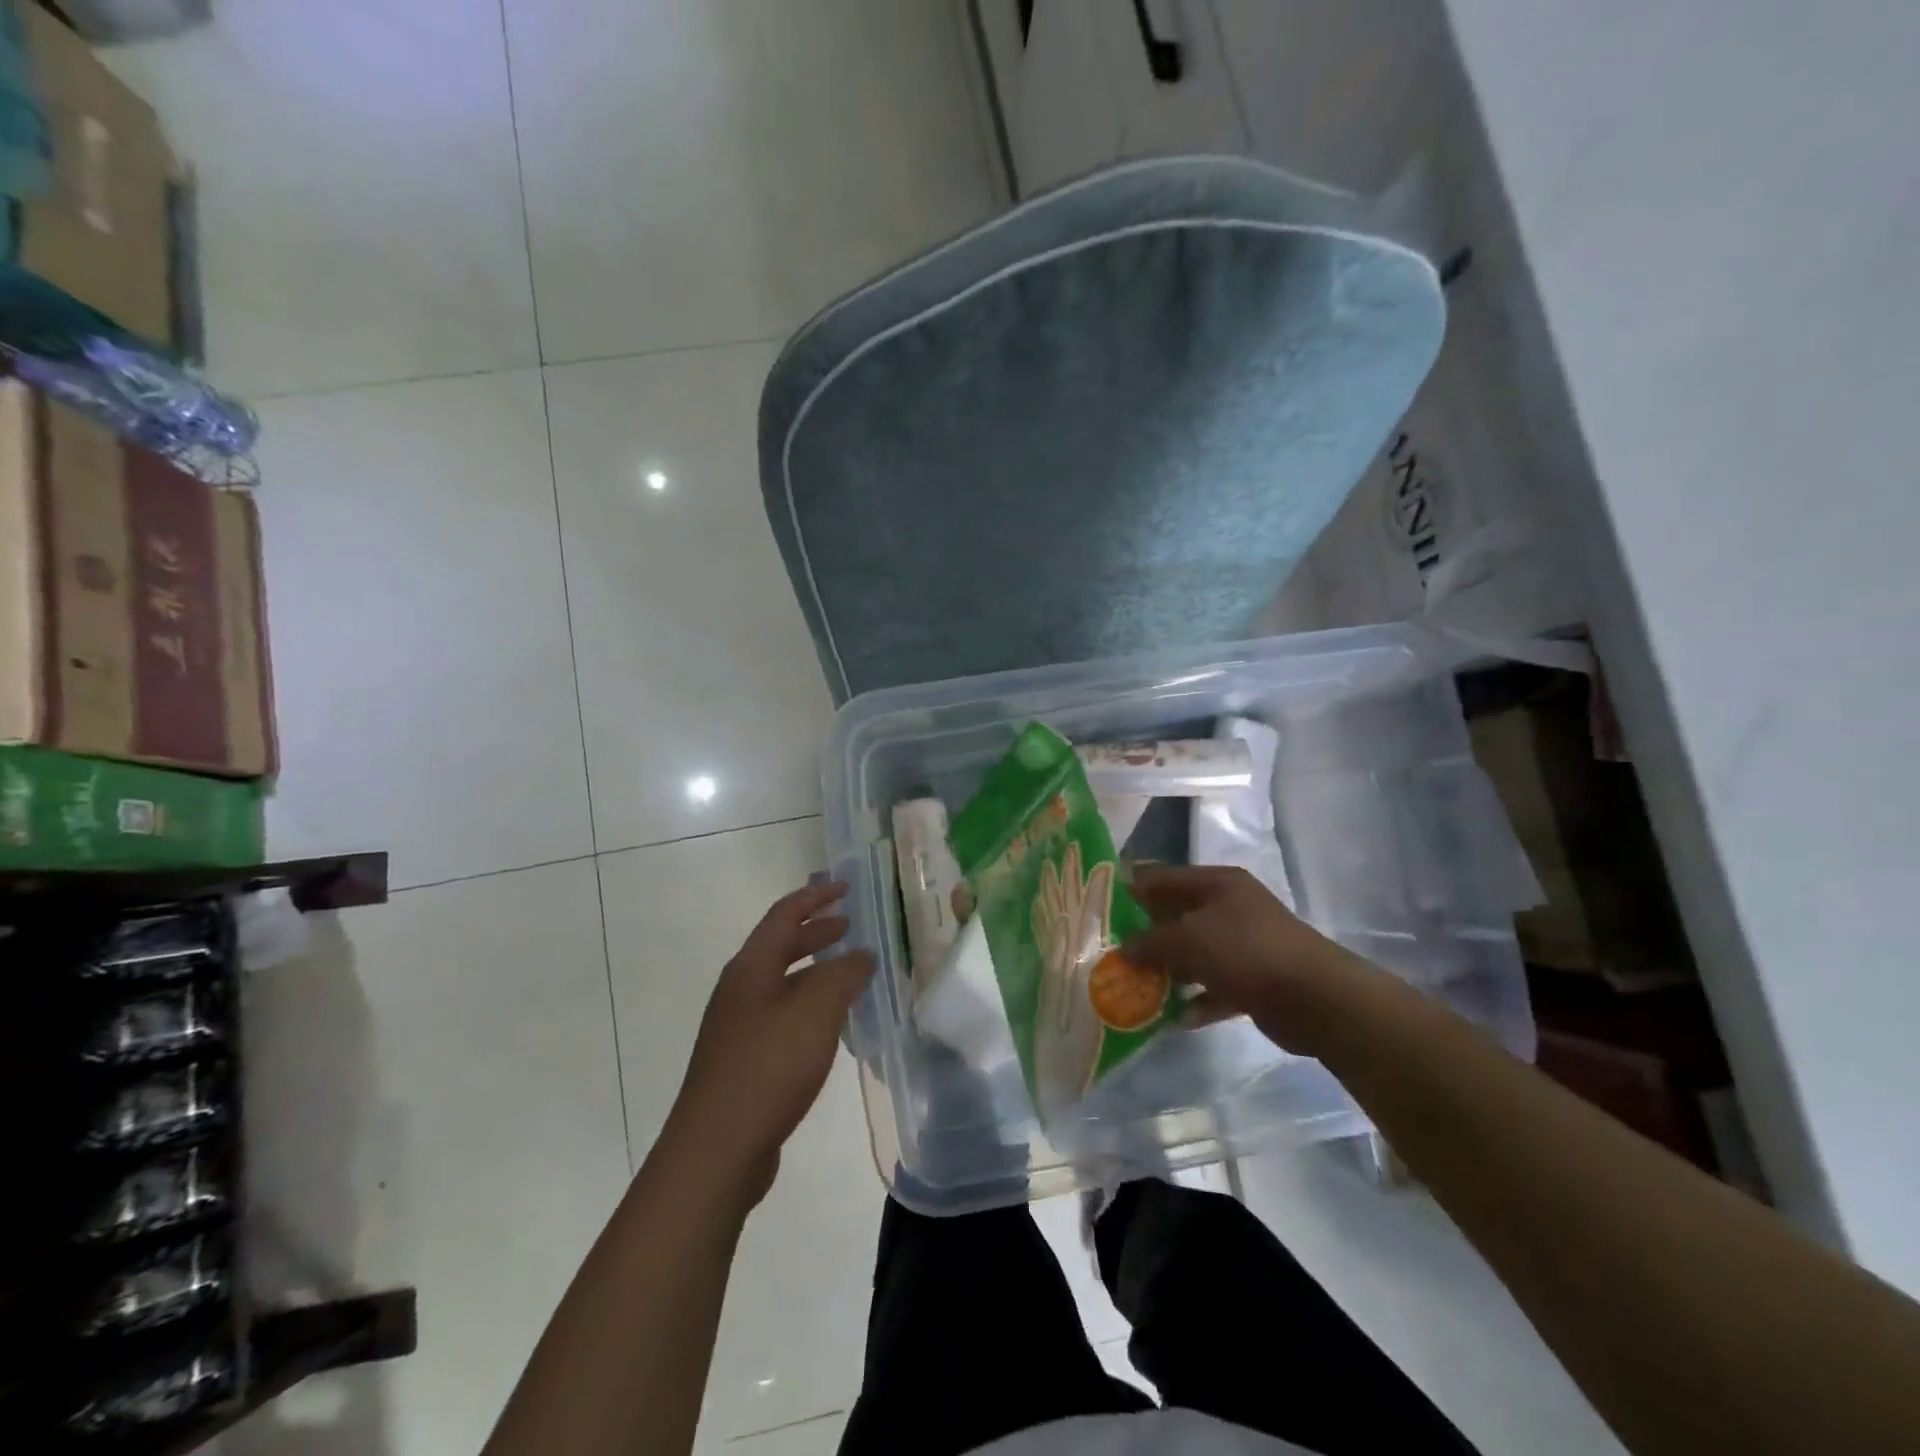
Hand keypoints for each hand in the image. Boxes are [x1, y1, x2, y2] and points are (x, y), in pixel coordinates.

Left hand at [666, 880, 874, 1207]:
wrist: (716, 1150)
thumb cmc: (768, 1068)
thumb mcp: (815, 1012)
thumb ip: (843, 975)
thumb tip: (862, 955)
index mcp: (750, 968)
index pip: (784, 915)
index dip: (816, 897)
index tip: (846, 887)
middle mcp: (740, 989)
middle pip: (781, 946)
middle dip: (817, 932)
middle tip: (852, 925)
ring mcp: (738, 1026)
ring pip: (783, 982)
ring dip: (816, 970)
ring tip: (850, 971)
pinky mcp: (744, 1059)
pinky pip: (783, 1014)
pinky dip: (810, 1005)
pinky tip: (831, 1023)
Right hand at [1126, 864, 1367, 1053]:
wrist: (1315, 998)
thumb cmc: (1245, 951)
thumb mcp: (1188, 939)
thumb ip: (1150, 942)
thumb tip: (1124, 949)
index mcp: (1217, 883)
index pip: (1164, 878)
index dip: (1133, 890)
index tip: (1101, 908)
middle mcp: (1231, 908)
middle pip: (1178, 917)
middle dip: (1146, 936)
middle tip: (1112, 953)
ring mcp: (1245, 945)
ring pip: (1195, 954)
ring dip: (1169, 972)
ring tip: (1135, 988)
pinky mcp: (1255, 980)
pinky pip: (1215, 987)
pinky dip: (1197, 1000)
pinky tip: (1175, 1018)